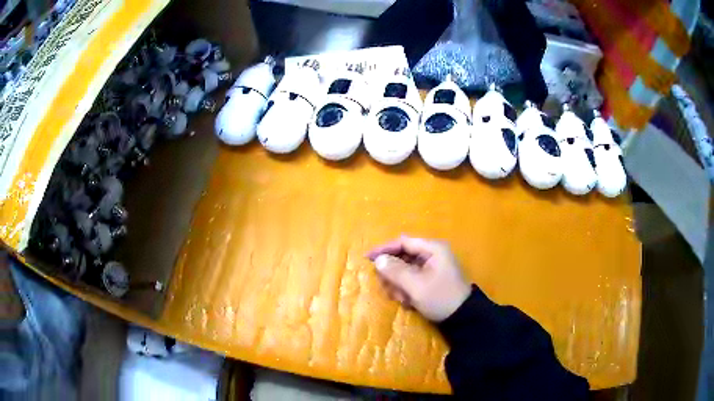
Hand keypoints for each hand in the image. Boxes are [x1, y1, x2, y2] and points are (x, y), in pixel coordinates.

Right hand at [366, 236, 471, 321]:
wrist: (462, 318)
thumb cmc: (440, 297)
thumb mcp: (416, 285)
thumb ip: (395, 271)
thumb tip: (378, 260)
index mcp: (432, 249)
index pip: (403, 242)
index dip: (384, 249)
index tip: (367, 258)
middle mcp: (432, 255)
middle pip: (402, 257)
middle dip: (393, 274)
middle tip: (389, 289)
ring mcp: (432, 268)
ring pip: (405, 270)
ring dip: (399, 285)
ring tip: (402, 299)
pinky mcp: (431, 280)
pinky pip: (412, 280)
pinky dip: (406, 290)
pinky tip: (408, 302)